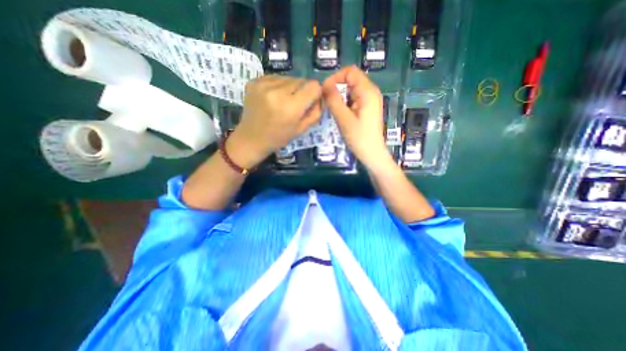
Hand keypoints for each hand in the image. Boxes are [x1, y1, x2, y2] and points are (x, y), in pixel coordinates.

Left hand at [229, 76, 321, 168]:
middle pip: (302, 80)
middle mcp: (277, 91)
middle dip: (303, 91)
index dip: (315, 93)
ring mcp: (263, 84)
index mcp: (290, 107)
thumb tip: (320, 96)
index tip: (311, 101)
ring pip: (289, 77)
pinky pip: (275, 77)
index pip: (313, 86)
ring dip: (290, 88)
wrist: (251, 138)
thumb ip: (315, 112)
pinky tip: (272, 98)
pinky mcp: (254, 81)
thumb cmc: (279, 137)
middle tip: (295, 104)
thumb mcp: (302, 129)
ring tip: (282, 102)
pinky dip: (278, 86)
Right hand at [323, 66, 389, 169]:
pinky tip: (341, 114)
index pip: (350, 72)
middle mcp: (371, 92)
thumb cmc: (359, 138)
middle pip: (351, 79)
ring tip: (334, 111)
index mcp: (368, 92)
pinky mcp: (367, 108)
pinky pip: (353, 99)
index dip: (335, 78)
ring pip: (351, 90)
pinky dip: (345, 103)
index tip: (325, 92)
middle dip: (337, 88)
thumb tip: (324, 84)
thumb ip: (334, 100)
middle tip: (327, 103)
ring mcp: (370, 100)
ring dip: (340, 96)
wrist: (372, 154)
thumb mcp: (344, 119)